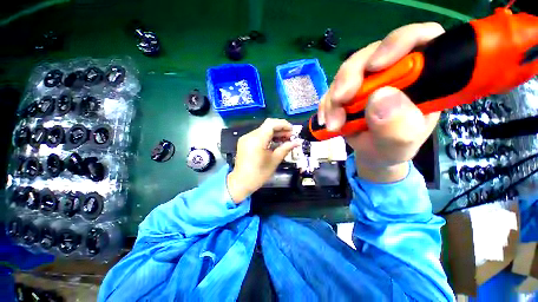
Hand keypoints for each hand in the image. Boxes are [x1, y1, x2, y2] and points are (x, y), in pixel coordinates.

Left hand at [227, 119, 299, 202]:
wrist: (241, 182)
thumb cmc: (259, 174)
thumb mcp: (274, 161)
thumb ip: (285, 148)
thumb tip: (297, 142)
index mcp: (257, 140)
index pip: (271, 124)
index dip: (283, 124)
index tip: (292, 130)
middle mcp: (250, 136)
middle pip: (267, 125)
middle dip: (280, 129)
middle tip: (290, 136)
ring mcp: (246, 138)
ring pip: (263, 129)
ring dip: (274, 133)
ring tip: (285, 139)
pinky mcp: (245, 142)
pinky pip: (258, 135)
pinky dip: (267, 136)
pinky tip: (275, 142)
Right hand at [318, 23, 444, 182]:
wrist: (373, 155)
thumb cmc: (392, 149)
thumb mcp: (400, 144)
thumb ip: (397, 126)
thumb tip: (380, 97)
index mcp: (421, 77)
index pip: (420, 38)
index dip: (398, 43)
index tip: (375, 66)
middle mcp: (393, 72)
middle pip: (371, 55)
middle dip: (350, 78)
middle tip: (339, 102)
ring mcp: (368, 80)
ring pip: (346, 73)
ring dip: (334, 98)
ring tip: (333, 124)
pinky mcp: (349, 90)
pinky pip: (332, 90)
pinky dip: (325, 105)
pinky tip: (325, 120)